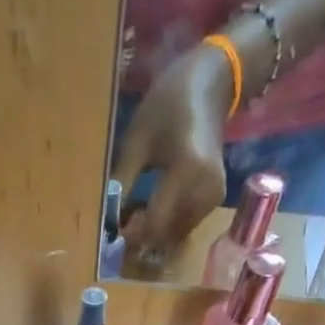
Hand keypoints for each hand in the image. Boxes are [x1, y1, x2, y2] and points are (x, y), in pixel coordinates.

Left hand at [113, 44, 234, 256]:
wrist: (210, 85)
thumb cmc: (168, 106)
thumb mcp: (137, 141)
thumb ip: (123, 183)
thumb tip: (107, 222)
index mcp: (188, 170)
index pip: (156, 221)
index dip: (132, 236)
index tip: (112, 236)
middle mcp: (206, 189)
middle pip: (167, 234)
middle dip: (142, 238)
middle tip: (120, 227)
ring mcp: (215, 197)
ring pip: (176, 235)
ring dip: (154, 234)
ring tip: (134, 217)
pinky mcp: (216, 199)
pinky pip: (186, 225)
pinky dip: (167, 226)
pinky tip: (152, 210)